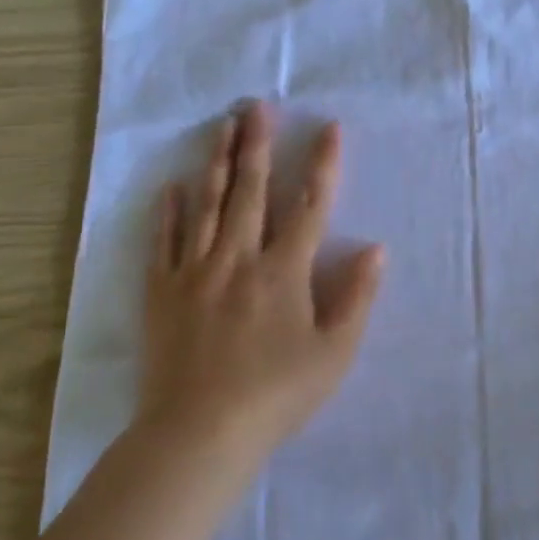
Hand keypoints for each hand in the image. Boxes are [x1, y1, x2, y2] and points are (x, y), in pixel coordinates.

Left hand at [142, 101, 383, 459]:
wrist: (199, 433)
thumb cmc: (276, 394)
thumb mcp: (334, 353)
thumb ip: (356, 297)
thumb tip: (376, 249)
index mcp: (284, 272)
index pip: (310, 206)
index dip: (323, 165)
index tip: (329, 128)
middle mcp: (238, 259)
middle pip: (250, 192)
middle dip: (257, 145)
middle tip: (256, 106)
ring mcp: (195, 272)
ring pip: (207, 206)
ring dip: (217, 163)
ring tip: (221, 128)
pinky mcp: (162, 293)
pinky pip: (164, 242)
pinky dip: (168, 212)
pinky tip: (172, 186)